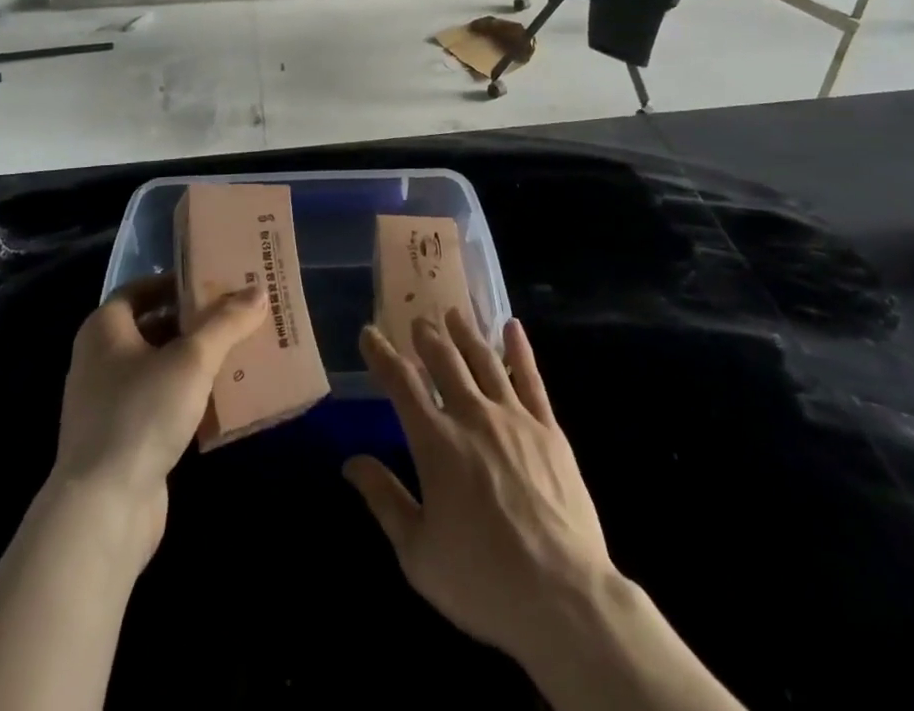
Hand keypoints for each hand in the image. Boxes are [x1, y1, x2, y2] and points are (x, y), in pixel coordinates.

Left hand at [51, 274, 266, 563]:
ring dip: (193, 361)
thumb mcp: (192, 359)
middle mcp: (98, 361)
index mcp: (103, 330)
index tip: (210, 281)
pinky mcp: (121, 442)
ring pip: (157, 368)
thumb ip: (226, 323)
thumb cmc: (141, 413)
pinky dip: (187, 397)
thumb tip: (258, 291)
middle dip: (191, 322)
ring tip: (236, 353)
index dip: (173, 282)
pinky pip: (159, 405)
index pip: (138, 290)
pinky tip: (221, 400)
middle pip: (150, 328)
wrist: (103, 509)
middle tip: (233, 315)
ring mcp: (107, 405)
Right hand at [344, 310, 612, 668]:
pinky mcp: (548, 429)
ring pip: (485, 360)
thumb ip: (385, 500)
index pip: (401, 384)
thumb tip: (351, 462)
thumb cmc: (482, 581)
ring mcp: (514, 418)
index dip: (382, 355)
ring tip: (454, 314)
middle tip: (418, 320)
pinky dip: (520, 349)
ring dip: (466, 334)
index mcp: (436, 443)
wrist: (563, 598)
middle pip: (445, 362)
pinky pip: (531, 378)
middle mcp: (472, 416)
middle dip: (427, 337)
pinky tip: (512, 327)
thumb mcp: (418, 553)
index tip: (370, 334)